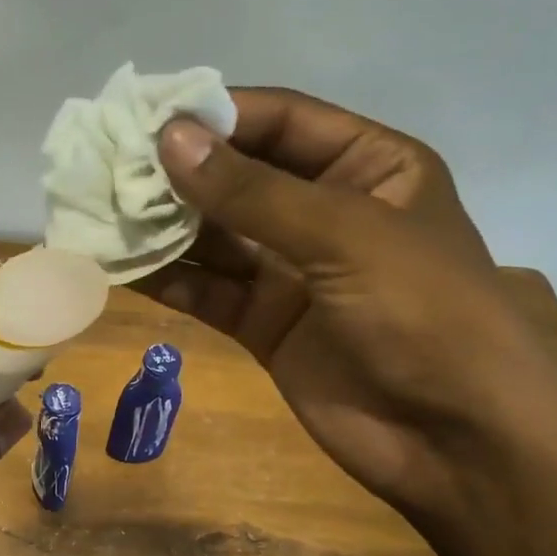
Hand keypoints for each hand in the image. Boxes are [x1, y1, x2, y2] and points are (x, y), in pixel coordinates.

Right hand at [140, 87, 556, 512]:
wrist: (457, 441)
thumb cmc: (425, 315)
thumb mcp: (345, 236)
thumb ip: (252, 192)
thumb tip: (168, 139)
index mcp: (368, 167)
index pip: (281, 121)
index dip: (215, 115)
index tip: (144, 118)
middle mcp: (325, 210)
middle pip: (238, 178)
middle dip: (177, 173)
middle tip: (107, 166)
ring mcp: (291, 270)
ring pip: (214, 236)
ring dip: (162, 226)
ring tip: (98, 212)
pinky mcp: (263, 322)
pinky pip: (206, 289)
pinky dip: (166, 278)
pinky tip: (117, 264)